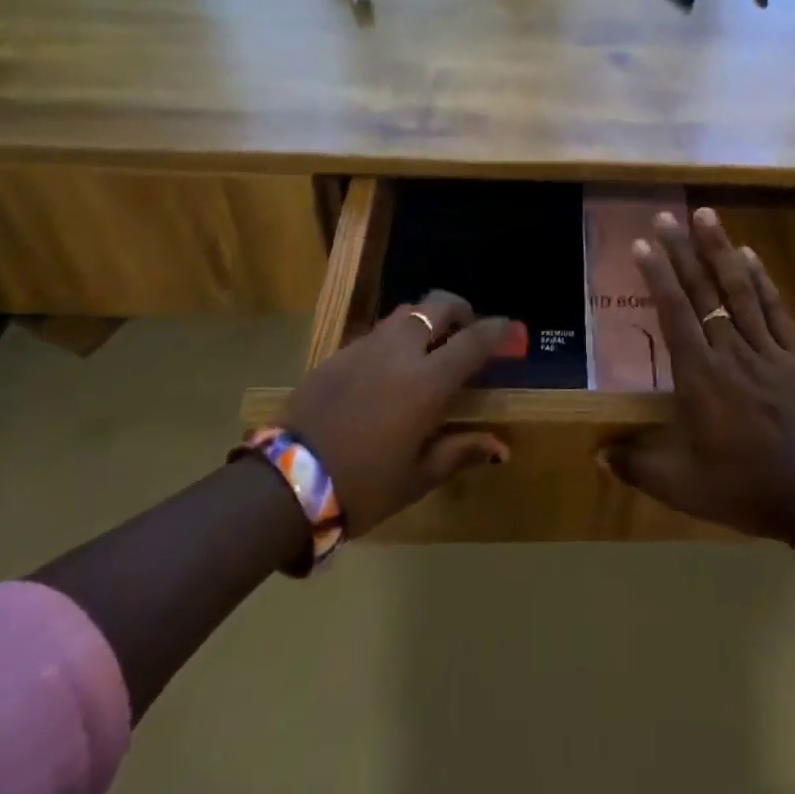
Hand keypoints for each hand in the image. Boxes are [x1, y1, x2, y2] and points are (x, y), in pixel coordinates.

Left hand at [284, 291, 510, 535]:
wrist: (284, 484)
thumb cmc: (362, 486)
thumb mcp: (417, 477)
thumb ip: (460, 452)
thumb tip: (501, 447)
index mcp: (427, 382)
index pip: (473, 341)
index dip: (496, 330)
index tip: (510, 327)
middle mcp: (400, 352)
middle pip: (437, 306)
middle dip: (460, 309)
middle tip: (467, 329)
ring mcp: (365, 348)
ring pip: (405, 313)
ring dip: (426, 319)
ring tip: (430, 344)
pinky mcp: (337, 354)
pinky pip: (376, 332)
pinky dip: (395, 337)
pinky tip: (390, 366)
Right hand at [601, 208, 794, 549]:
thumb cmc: (745, 488)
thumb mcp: (682, 487)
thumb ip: (638, 465)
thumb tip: (597, 454)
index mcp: (700, 377)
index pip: (674, 313)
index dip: (658, 276)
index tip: (643, 244)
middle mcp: (730, 351)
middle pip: (703, 292)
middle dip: (682, 251)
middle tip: (666, 216)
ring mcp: (767, 349)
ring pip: (740, 290)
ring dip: (720, 250)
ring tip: (706, 214)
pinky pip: (775, 309)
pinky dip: (762, 279)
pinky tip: (750, 255)